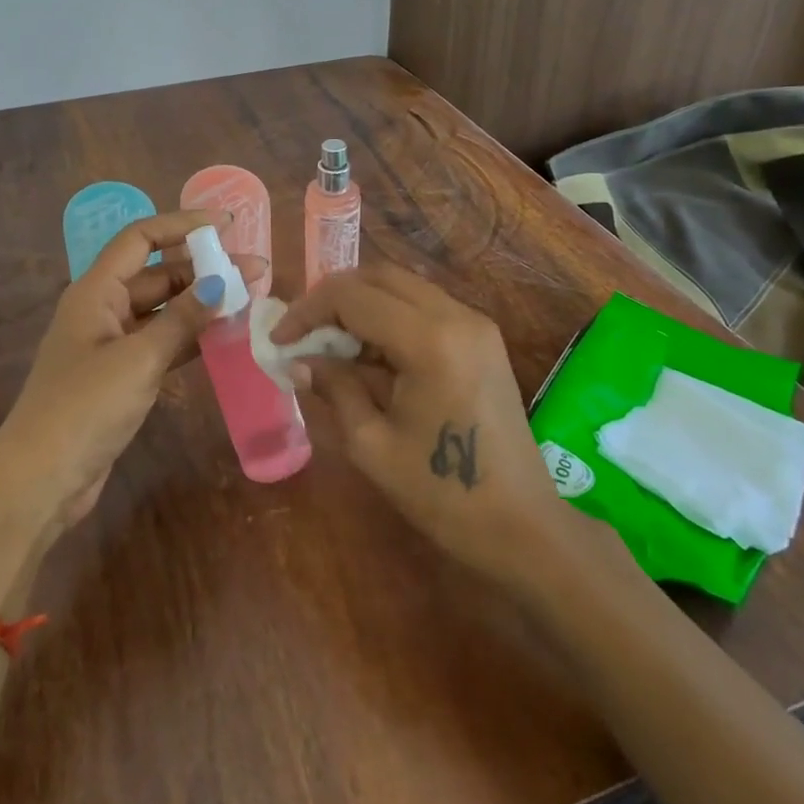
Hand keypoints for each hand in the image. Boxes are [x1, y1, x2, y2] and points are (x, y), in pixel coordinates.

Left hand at [0, 210, 263, 539]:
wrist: (42, 480)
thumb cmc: (85, 407)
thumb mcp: (139, 358)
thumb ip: (182, 319)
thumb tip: (221, 282)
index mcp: (96, 291)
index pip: (141, 239)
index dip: (182, 225)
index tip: (225, 224)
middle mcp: (102, 308)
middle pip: (157, 274)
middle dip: (204, 269)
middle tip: (255, 271)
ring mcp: (111, 343)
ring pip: (163, 310)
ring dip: (201, 303)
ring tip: (248, 299)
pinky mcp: (120, 375)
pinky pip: (161, 342)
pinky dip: (190, 337)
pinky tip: (225, 337)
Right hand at [271, 265, 569, 577]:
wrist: (523, 527)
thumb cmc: (442, 494)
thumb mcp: (371, 445)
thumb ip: (334, 388)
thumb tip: (300, 360)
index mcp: (429, 340)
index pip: (352, 296)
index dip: (307, 311)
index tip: (280, 340)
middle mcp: (456, 315)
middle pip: (378, 276)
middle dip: (332, 298)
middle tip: (302, 334)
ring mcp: (475, 323)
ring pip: (402, 286)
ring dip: (361, 305)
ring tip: (330, 345)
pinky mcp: (482, 337)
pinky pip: (424, 306)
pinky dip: (389, 317)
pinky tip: (369, 355)